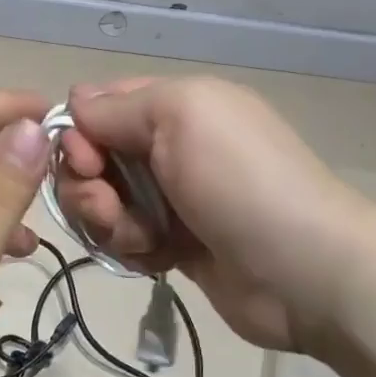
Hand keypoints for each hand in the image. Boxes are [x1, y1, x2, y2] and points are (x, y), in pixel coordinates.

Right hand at [55, 77, 363, 351]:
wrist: (302, 271)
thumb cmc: (239, 181)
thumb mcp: (182, 115)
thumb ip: (117, 107)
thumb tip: (73, 105)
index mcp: (176, 105)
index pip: (100, 105)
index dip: (80, 131)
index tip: (86, 160)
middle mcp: (170, 146)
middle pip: (93, 158)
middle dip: (88, 184)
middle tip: (106, 207)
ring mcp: (172, 198)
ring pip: (103, 202)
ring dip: (108, 221)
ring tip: (141, 239)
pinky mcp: (174, 244)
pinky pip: (125, 239)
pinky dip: (131, 249)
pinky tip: (157, 259)